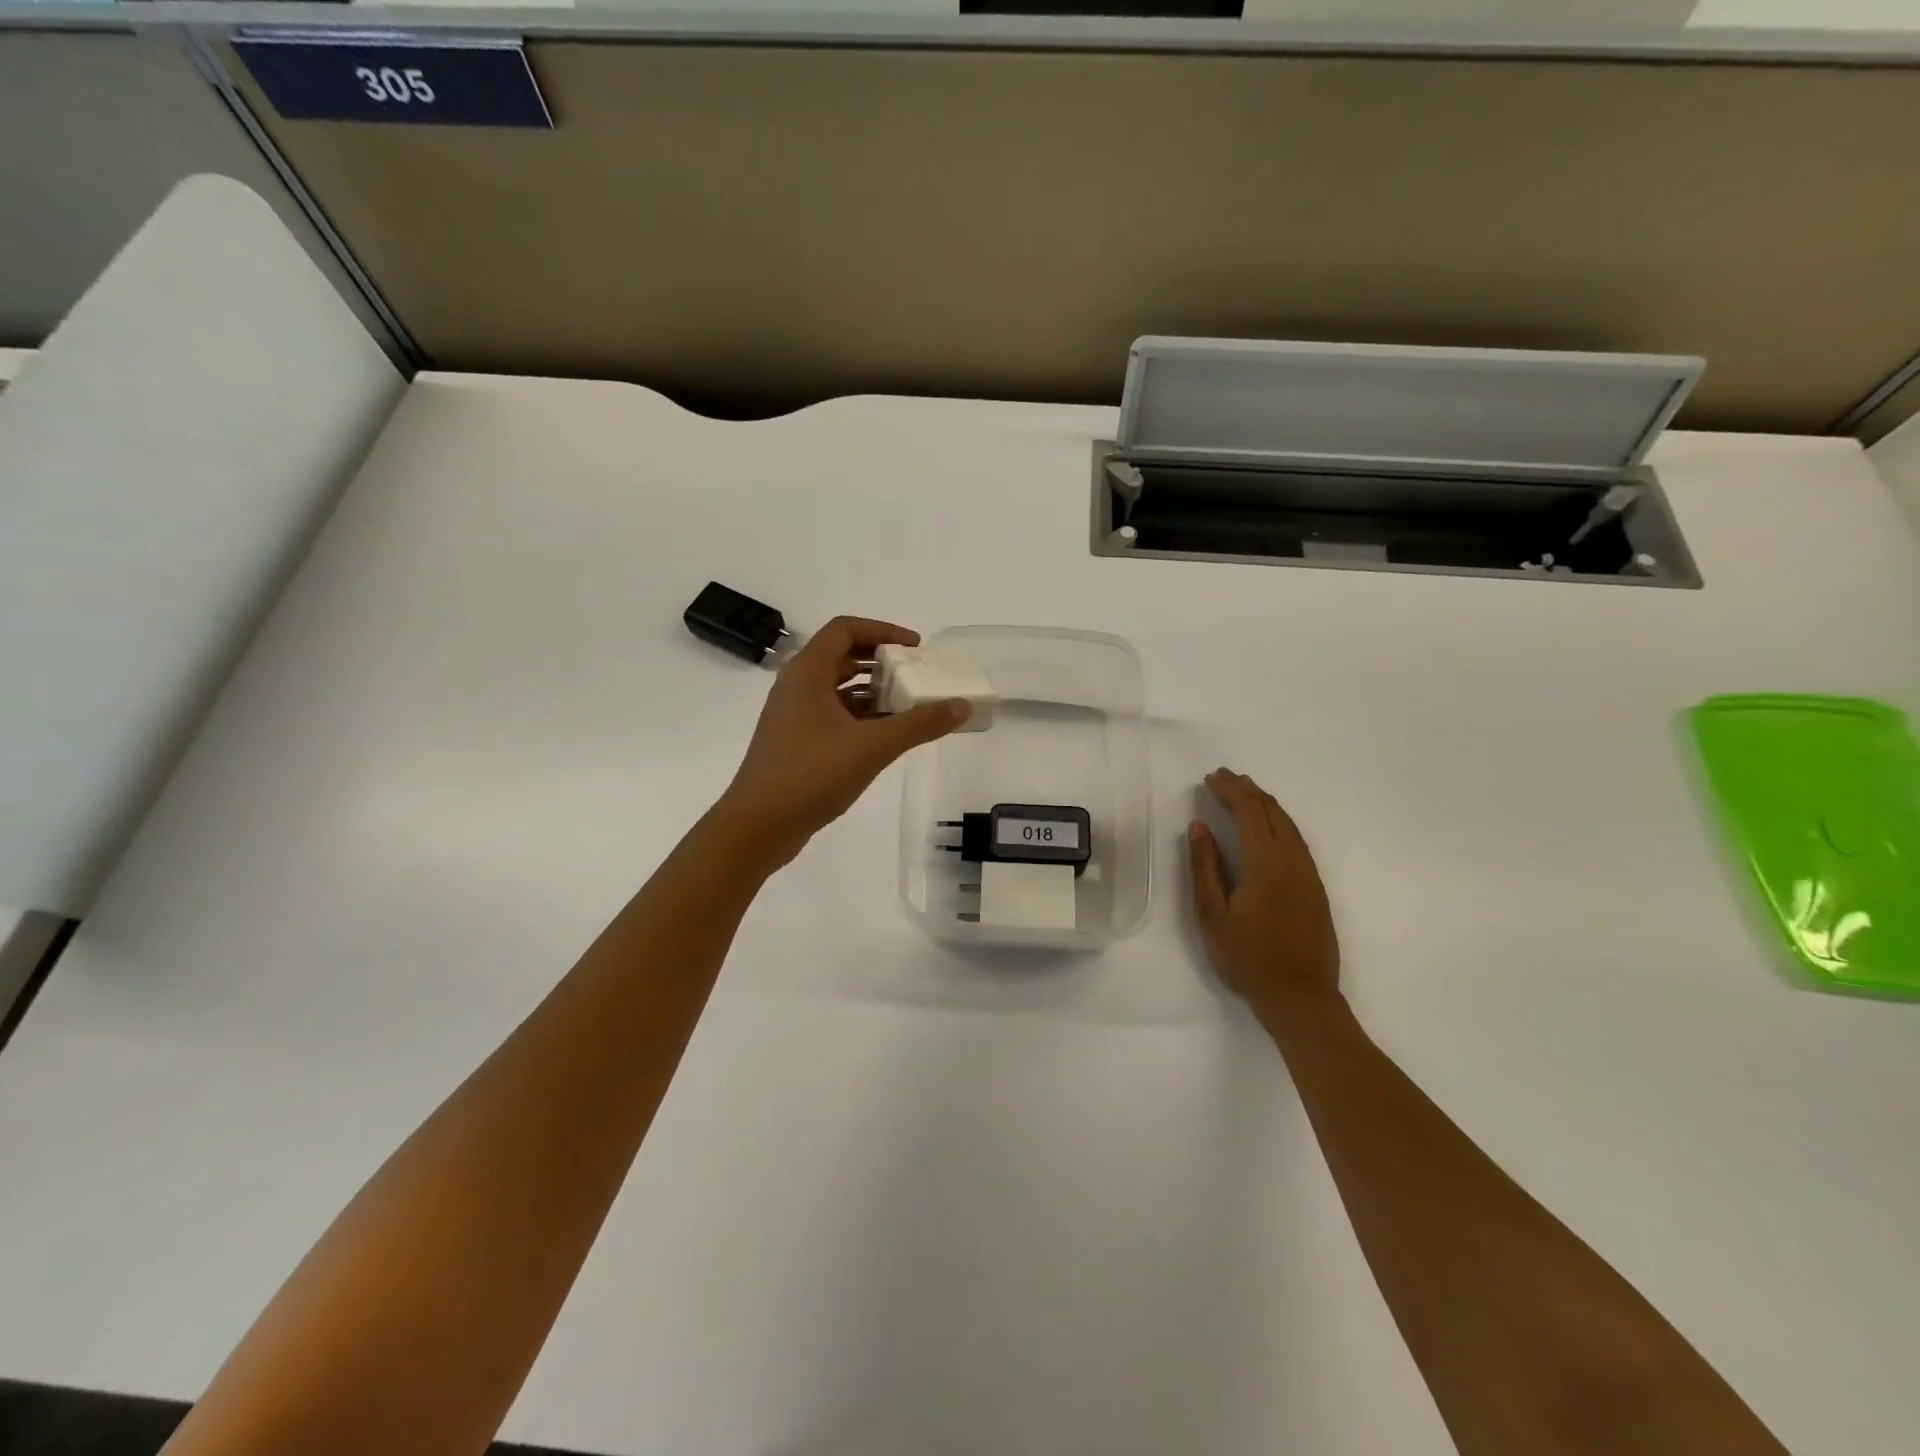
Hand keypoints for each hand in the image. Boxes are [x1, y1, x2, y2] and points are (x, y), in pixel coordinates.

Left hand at [714, 616, 968, 870]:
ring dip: (873, 691)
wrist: (759, 825)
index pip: (845, 629)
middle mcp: (797, 686)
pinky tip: (886, 735)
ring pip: (838, 689)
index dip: (883, 631)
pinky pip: (833, 715)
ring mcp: (794, 715)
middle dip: (881, 662)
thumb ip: (919, 724)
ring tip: (909, 705)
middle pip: (842, 656)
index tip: (916, 648)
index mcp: (808, 672)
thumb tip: (961, 706)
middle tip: (917, 675)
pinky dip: (860, 716)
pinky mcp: (796, 742)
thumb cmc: (812, 774)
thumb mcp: (873, 746)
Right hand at [1187, 768, 1340, 1016]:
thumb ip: (1205, 866)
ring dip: (1265, 803)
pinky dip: (1278, 821)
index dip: (1230, 790)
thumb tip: (1198, 826)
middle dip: (1248, 789)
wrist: (1301, 998)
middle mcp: (1293, 860)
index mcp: (1266, 863)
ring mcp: (1309, 874)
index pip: (1249, 812)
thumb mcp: (1212, 914)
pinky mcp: (1316, 888)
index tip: (1210, 778)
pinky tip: (1268, 826)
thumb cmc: (1248, 958)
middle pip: (1272, 811)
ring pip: (1288, 824)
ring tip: (1244, 792)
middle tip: (1224, 777)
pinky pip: (1297, 840)